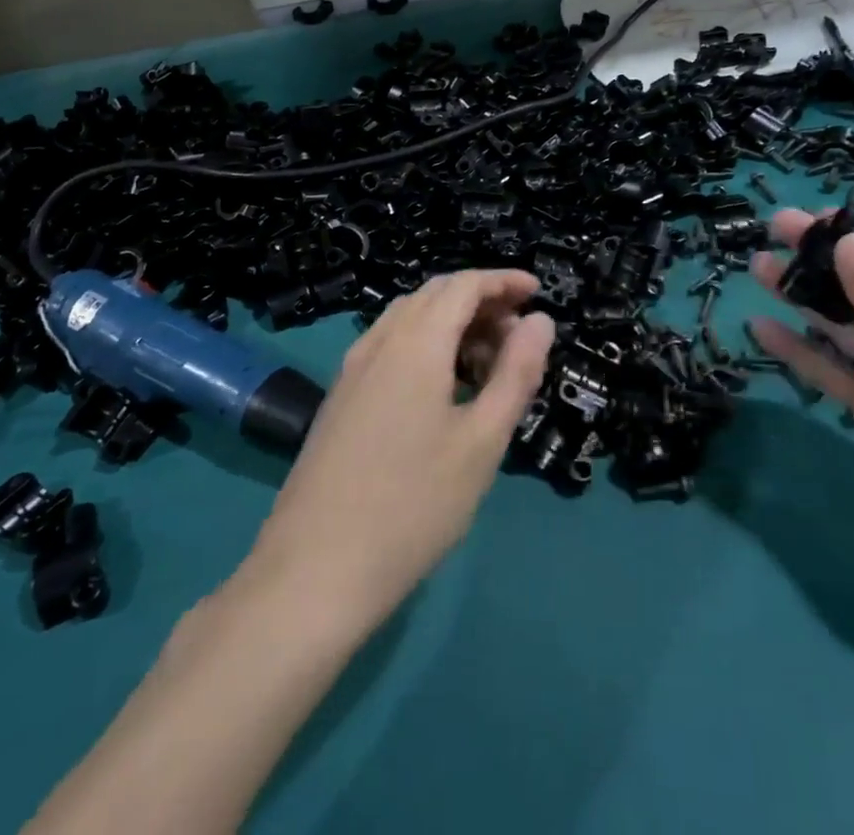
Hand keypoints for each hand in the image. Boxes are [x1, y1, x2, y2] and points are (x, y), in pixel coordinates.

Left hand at [245, 270, 553, 635]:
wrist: (313, 573)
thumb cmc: (413, 506)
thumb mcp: (482, 441)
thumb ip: (516, 373)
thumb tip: (540, 321)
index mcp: (415, 343)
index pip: (463, 284)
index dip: (503, 280)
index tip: (537, 293)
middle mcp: (379, 342)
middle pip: (435, 295)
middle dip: (481, 301)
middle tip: (519, 336)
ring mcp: (352, 370)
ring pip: (409, 319)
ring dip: (452, 322)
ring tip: (487, 363)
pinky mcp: (340, 398)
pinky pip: (390, 346)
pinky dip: (426, 345)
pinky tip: (443, 389)